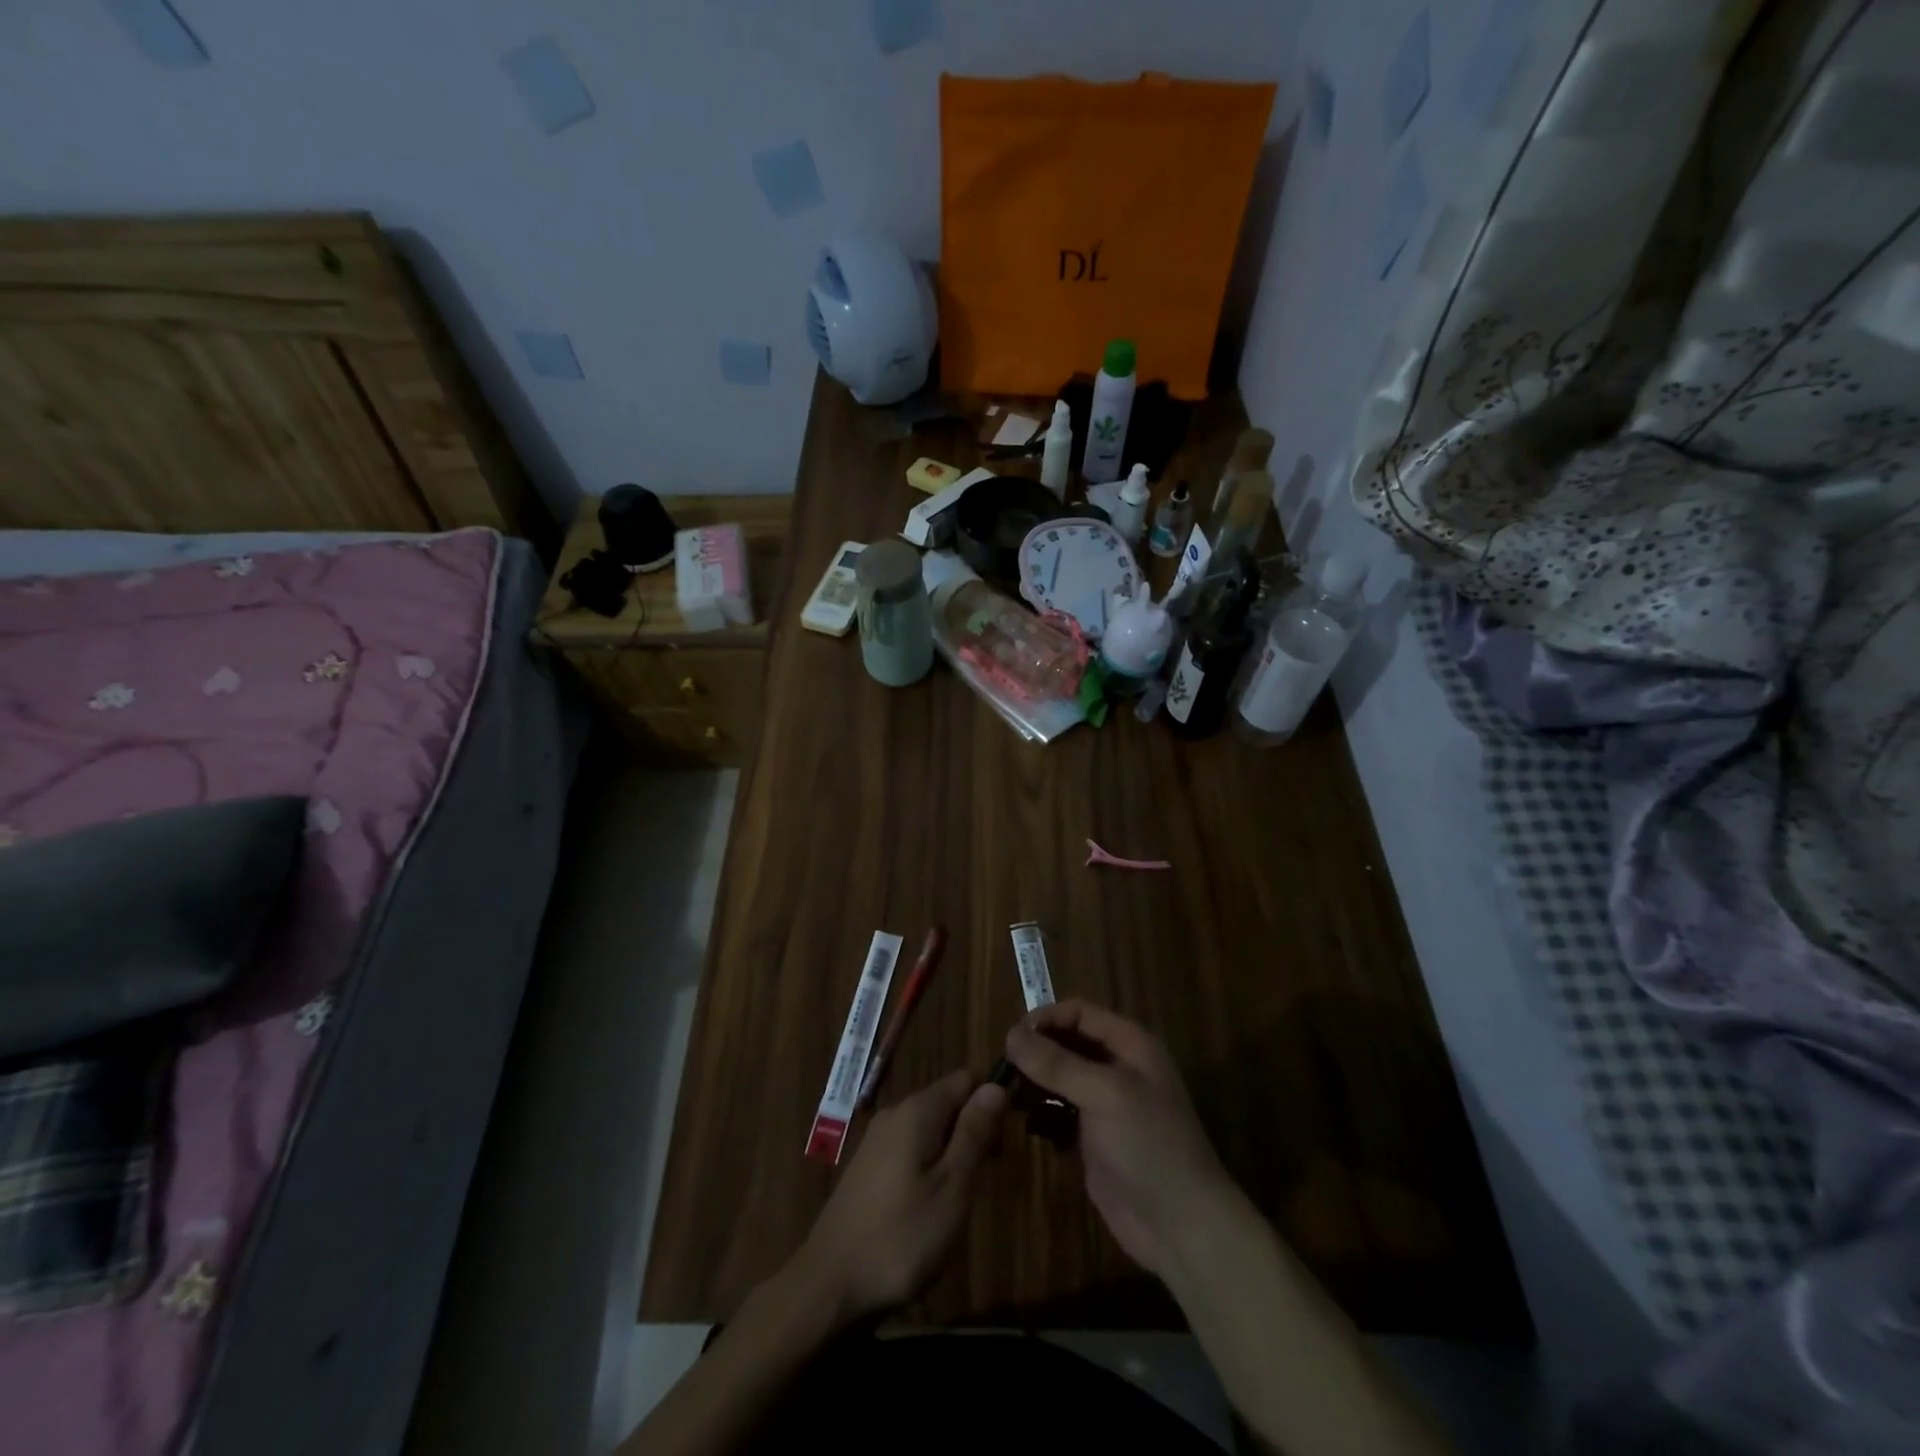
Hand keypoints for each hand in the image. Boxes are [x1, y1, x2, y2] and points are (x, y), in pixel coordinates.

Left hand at [791, 1070, 1006, 1323]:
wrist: (829, 1285)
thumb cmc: (901, 1237)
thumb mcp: (952, 1187)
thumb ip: (974, 1133)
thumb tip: (995, 1085)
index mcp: (917, 1111)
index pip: (965, 1078)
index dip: (992, 1098)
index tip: (1009, 1135)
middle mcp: (895, 1113)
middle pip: (948, 1101)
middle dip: (974, 1128)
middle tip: (988, 1174)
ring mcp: (877, 1140)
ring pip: (930, 1127)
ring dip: (953, 1150)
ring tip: (963, 1195)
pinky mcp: (868, 1166)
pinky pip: (911, 1147)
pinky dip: (931, 1164)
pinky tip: (932, 1204)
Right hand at [1005, 1000, 1231, 1275]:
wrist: (1181, 1226)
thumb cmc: (1149, 1145)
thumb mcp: (1104, 1094)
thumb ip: (1056, 1063)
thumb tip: (1010, 1034)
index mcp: (1129, 1045)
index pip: (1079, 1013)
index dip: (1045, 1019)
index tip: (1010, 1039)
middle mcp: (1117, 1067)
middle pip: (1066, 1043)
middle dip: (1035, 1052)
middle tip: (1002, 1070)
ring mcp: (1105, 1104)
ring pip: (1059, 1078)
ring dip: (1033, 1082)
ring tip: (1004, 1095)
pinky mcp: (1093, 1138)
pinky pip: (1059, 1111)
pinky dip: (1040, 1112)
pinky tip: (1022, 1121)